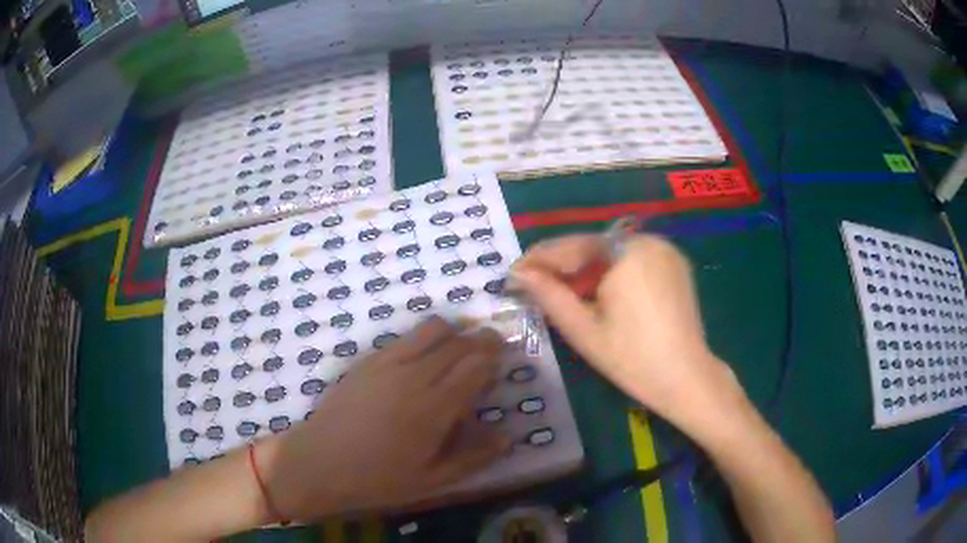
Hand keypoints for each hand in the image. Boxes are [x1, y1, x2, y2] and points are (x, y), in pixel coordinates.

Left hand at [262, 317, 510, 521]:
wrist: (320, 462)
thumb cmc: (378, 478)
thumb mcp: (431, 480)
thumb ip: (473, 458)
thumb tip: (507, 438)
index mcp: (435, 407)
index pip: (476, 365)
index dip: (494, 358)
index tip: (501, 362)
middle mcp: (415, 375)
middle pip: (459, 342)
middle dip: (481, 341)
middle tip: (488, 352)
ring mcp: (388, 362)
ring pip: (433, 329)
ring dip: (454, 333)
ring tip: (457, 351)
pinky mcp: (368, 359)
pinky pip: (405, 337)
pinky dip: (425, 338)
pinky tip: (423, 358)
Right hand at [511, 234, 740, 431]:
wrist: (686, 379)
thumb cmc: (632, 359)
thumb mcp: (583, 329)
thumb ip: (549, 295)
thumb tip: (519, 273)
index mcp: (627, 253)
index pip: (575, 246)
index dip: (542, 259)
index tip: (515, 272)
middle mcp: (649, 241)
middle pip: (595, 247)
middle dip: (565, 266)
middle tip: (537, 285)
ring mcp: (666, 252)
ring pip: (613, 253)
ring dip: (587, 270)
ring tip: (565, 294)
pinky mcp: (675, 265)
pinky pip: (634, 260)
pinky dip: (612, 273)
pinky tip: (599, 294)